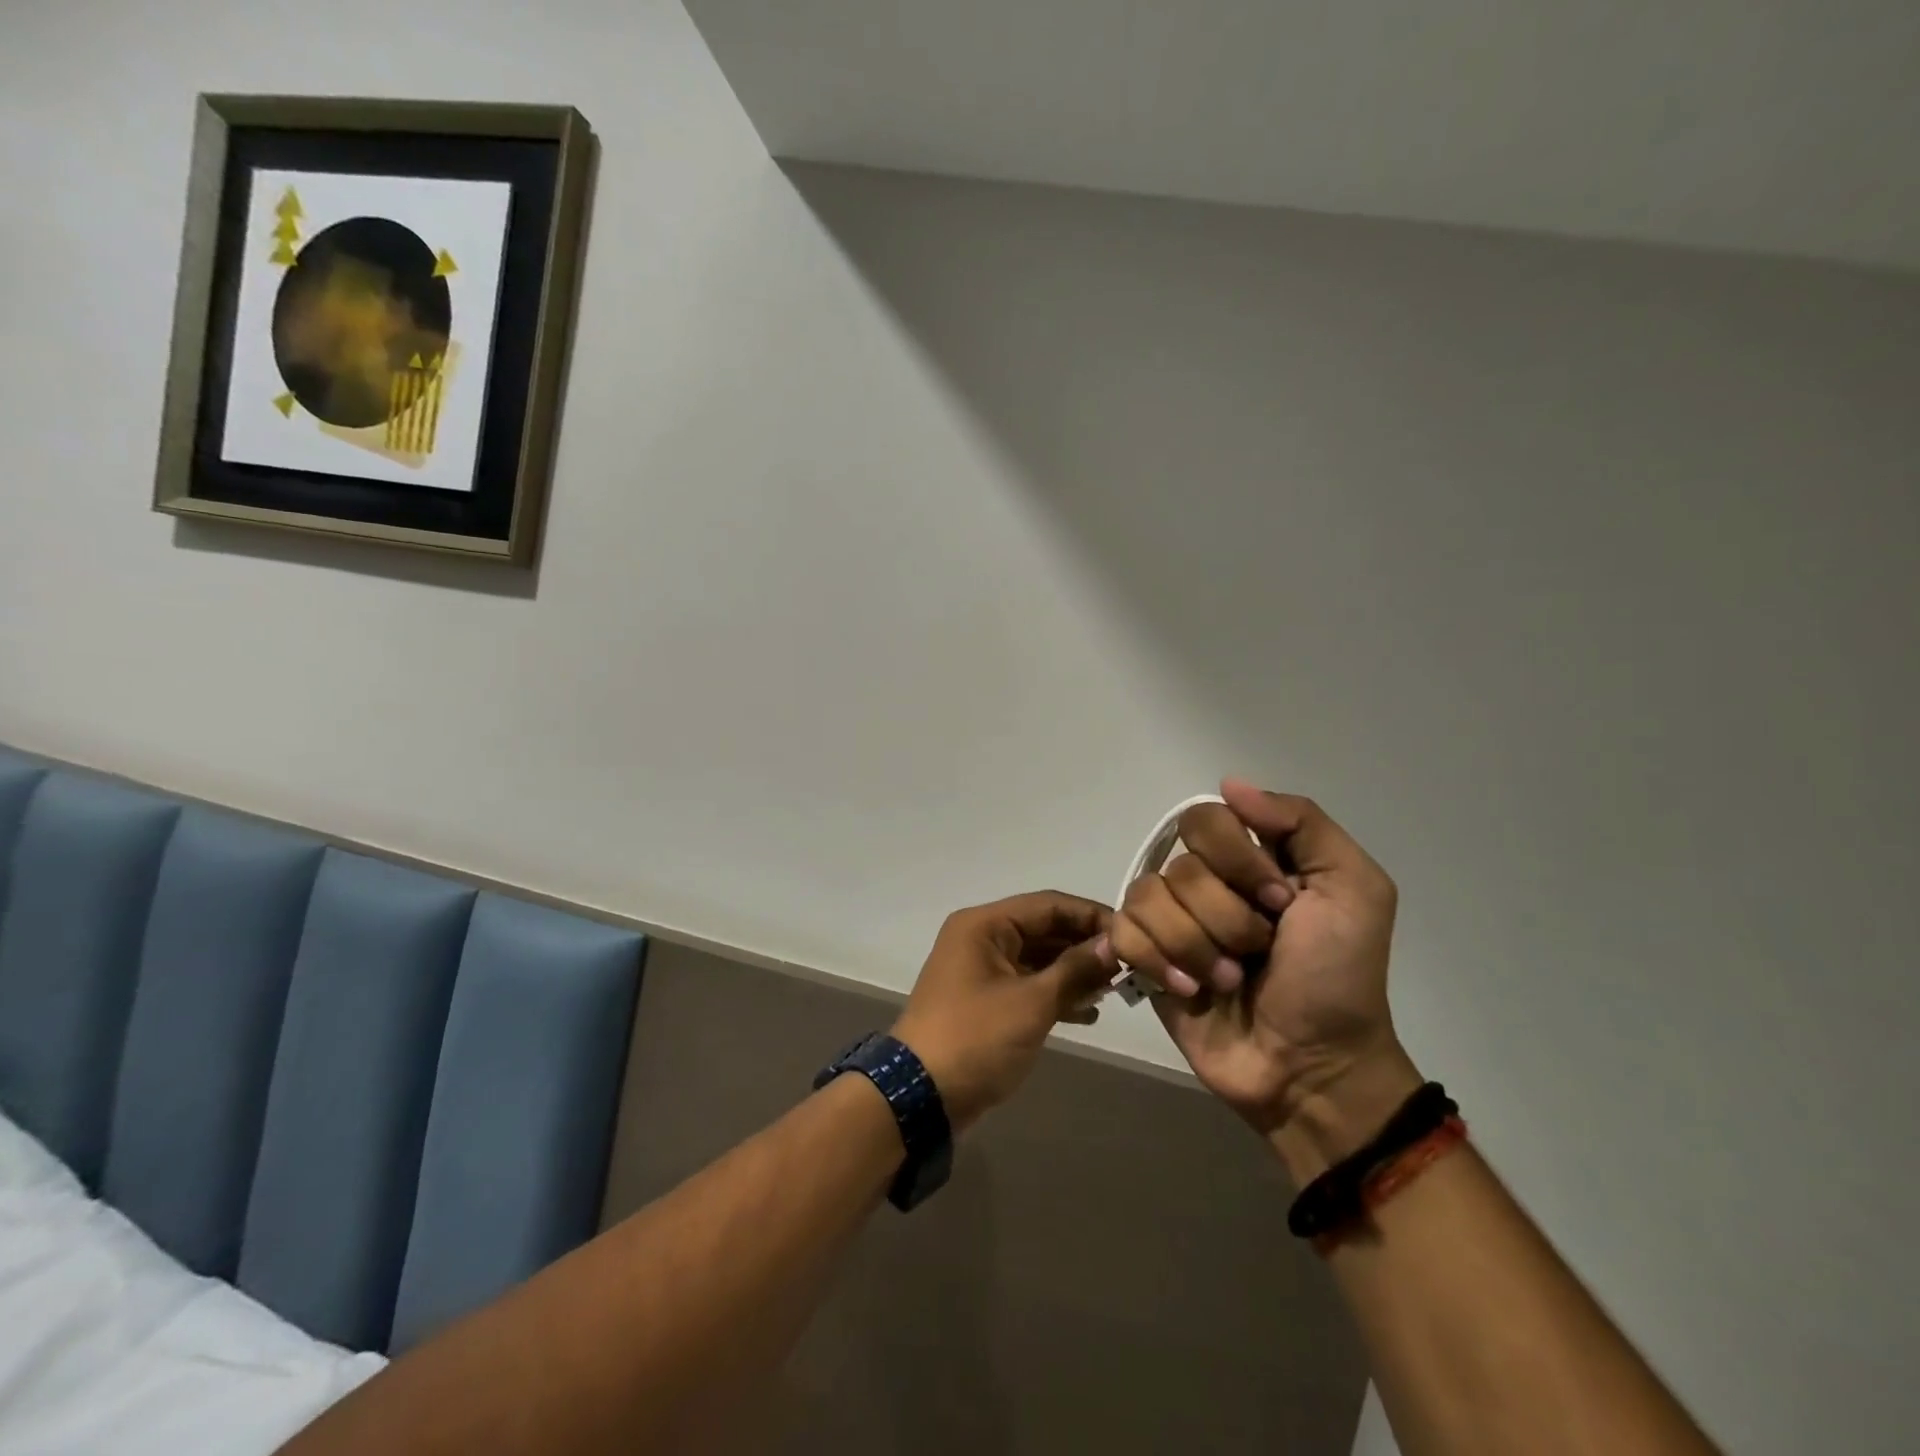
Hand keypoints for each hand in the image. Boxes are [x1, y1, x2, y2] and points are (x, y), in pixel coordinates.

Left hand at [891, 891, 1115, 1132]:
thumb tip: (1113, 944)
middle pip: (1044, 929)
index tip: (1132, 935)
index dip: (1091, 916)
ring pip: (1039, 959)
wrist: (921, 1096)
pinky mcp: (986, 1000)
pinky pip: (1029, 985)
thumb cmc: (976, 1038)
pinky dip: (1056, 994)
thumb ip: (1075, 970)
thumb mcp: (1031, 1003)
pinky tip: (1089, 1012)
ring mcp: (983, 970)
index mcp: (985, 925)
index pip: (1049, 905)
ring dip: (1075, 972)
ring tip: (1115, 990)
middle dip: (1085, 946)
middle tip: (1129, 965)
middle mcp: (982, 938)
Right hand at [1110, 779, 1421, 1180]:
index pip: (1206, 818)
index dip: (1238, 859)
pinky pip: (1123, 932)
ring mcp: (1171, 920)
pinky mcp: (1145, 959)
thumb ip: (1302, 823)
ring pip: (1148, 899)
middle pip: (1180, 866)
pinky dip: (1158, 961)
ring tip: (1229, 981)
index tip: (1281, 902)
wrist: (1312, 1066)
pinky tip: (1190, 990)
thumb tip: (1229, 784)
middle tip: (1259, 950)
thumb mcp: (1354, 890)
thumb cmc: (1338, 978)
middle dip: (1226, 917)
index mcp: (1250, 858)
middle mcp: (1204, 881)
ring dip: (1197, 948)